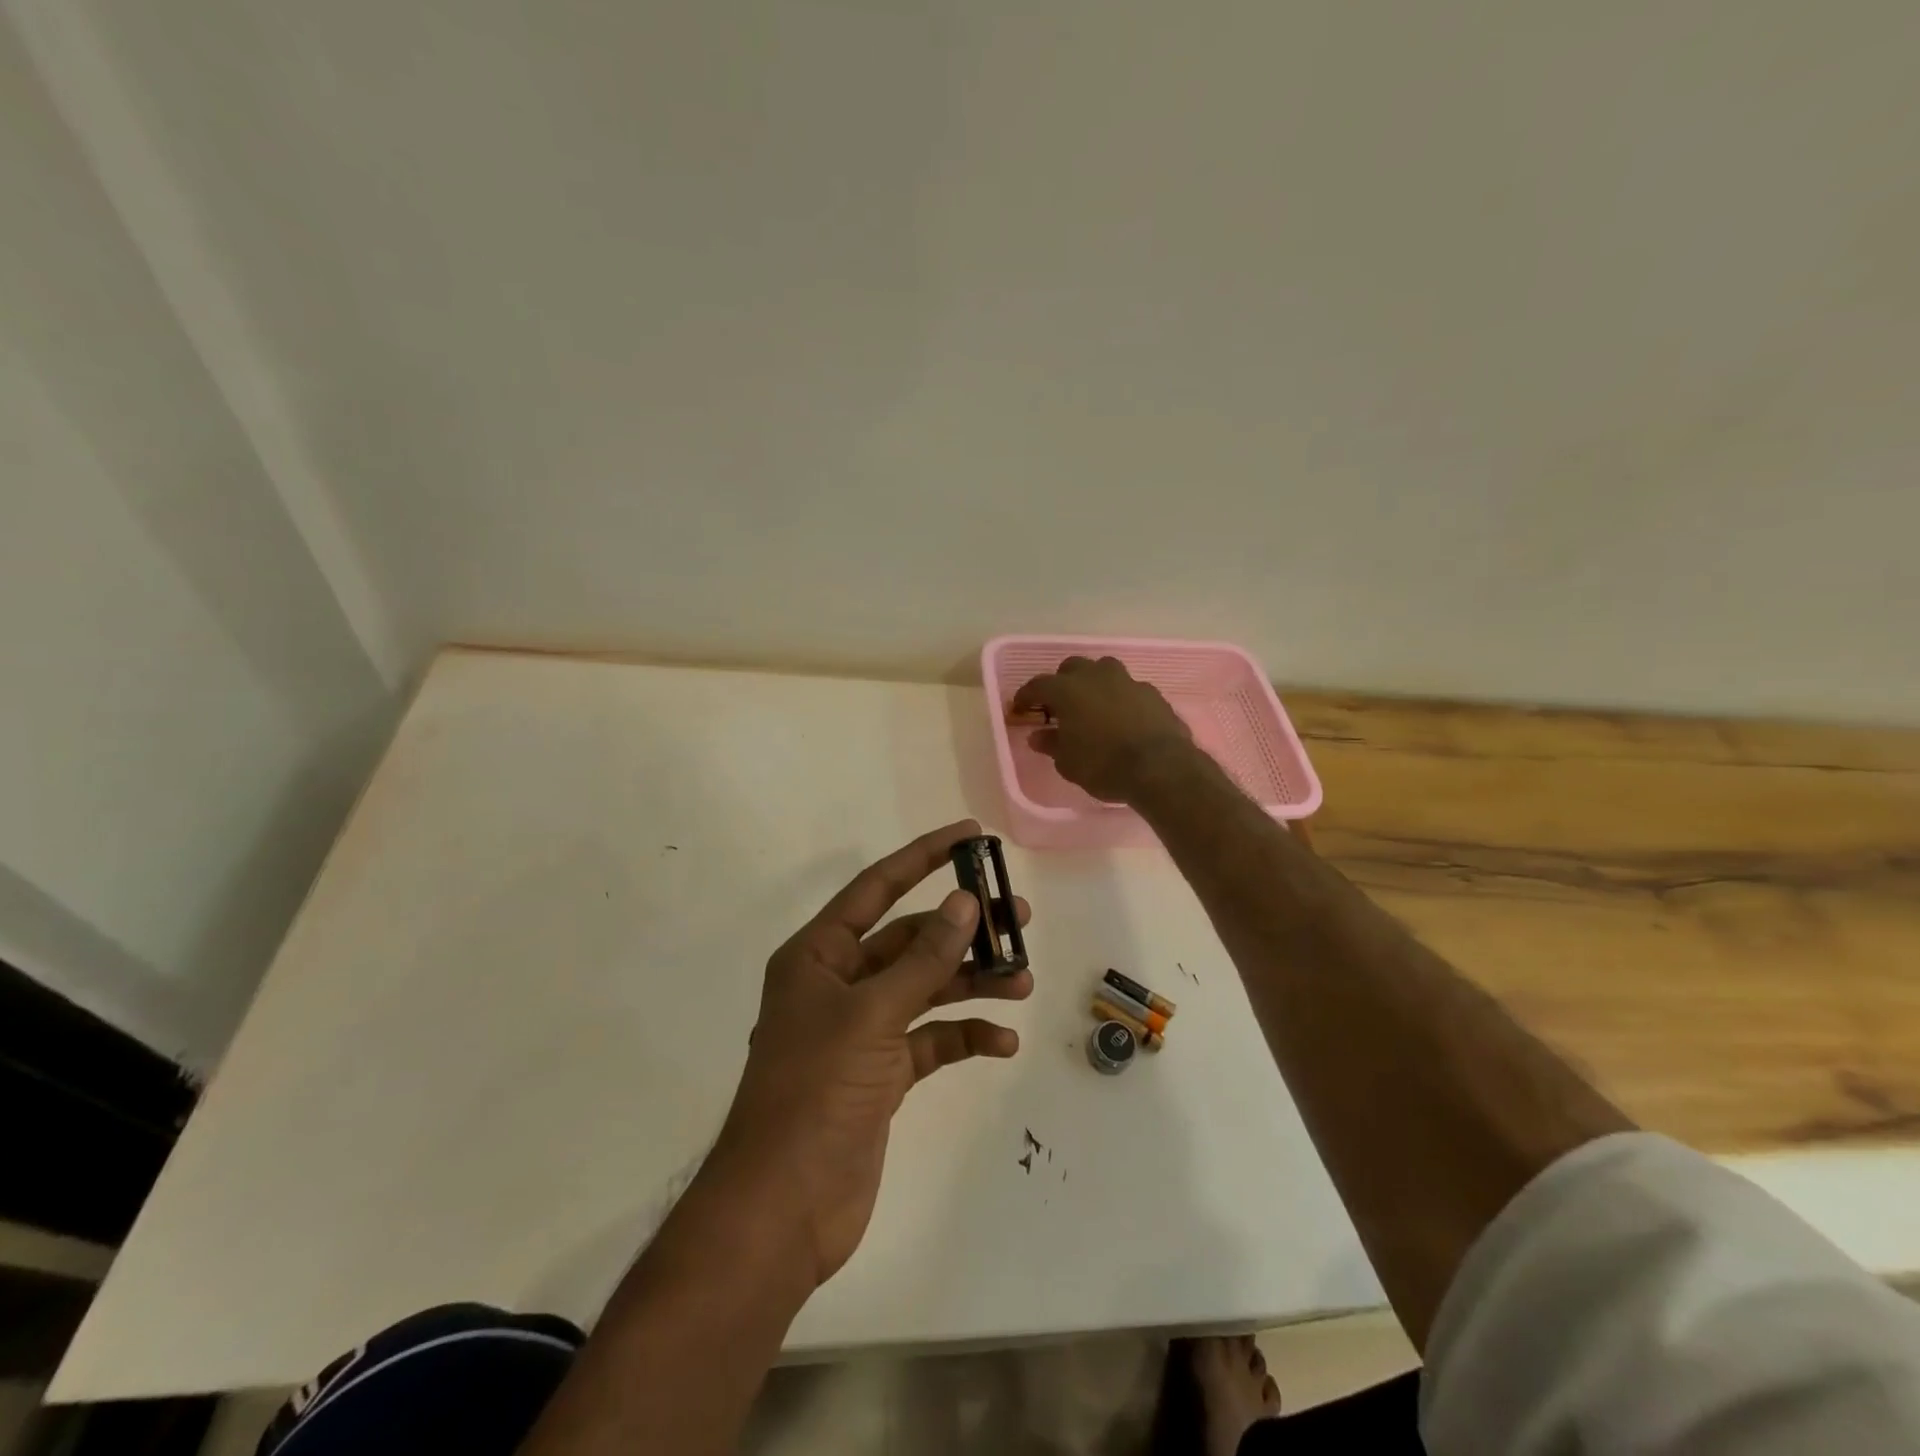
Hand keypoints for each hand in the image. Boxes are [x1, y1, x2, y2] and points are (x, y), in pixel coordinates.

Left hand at [715, 820, 1031, 1286]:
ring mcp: (861, 1031)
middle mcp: (839, 984)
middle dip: (962, 932)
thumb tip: (964, 903)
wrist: (783, 1208)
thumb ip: (923, 959)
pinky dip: (964, 1036)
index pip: (877, 888)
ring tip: (1022, 981)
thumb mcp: (871, 1016)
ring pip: (926, 989)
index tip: (971, 836)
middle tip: (1017, 920)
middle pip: (910, 941)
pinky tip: (1001, 1041)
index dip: (923, 857)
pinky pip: (931, 1040)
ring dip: (972, 984)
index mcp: (819, 956)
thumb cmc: (815, 1093)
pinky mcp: (881, 1074)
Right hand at [1012, 656, 1195, 803]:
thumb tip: (1038, 735)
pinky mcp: (1153, 693)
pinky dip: (1120, 698)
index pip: (1038, 685)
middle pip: (1072, 668)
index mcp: (1067, 690)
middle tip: (1058, 706)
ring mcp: (1127, 681)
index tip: (1019, 708)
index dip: (1025, 696)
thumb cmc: (1104, 766)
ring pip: (1103, 670)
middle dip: (1061, 683)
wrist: (1160, 768)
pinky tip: (1122, 718)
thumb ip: (1051, 744)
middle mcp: (1096, 676)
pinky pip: (1128, 688)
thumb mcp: (1068, 762)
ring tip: (1092, 706)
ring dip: (1094, 683)